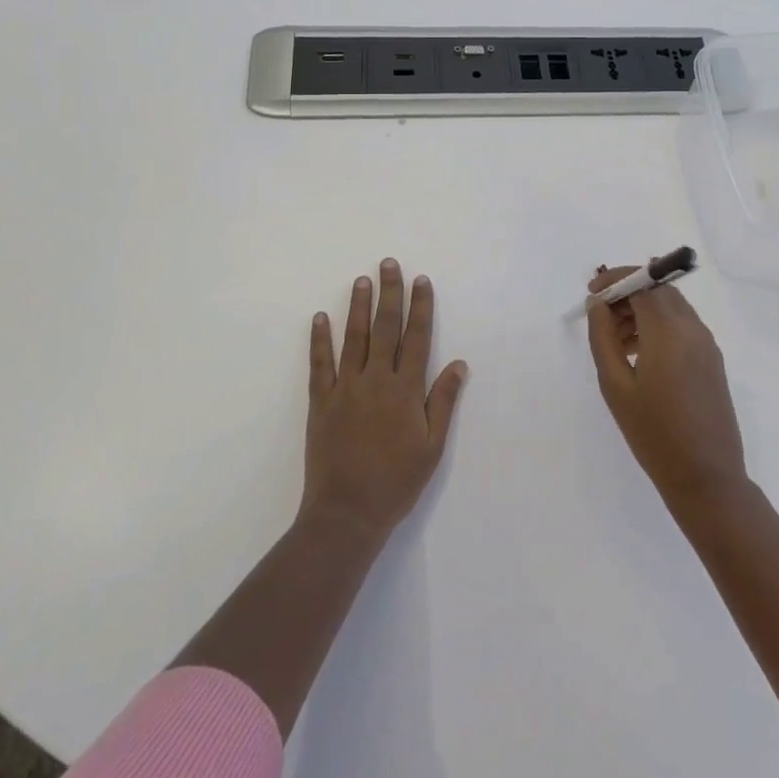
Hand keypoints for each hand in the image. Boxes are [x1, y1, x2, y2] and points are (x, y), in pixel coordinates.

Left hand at [302, 259, 468, 540]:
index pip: (416, 338)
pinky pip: (320, 364)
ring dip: (358, 306)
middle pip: (385, 328)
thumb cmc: (396, 482)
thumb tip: (459, 364)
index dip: (420, 307)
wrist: (347, 513)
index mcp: (405, 390)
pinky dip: (319, 339)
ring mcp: (345, 388)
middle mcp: (376, 380)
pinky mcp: (321, 401)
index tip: (421, 281)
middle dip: (389, 294)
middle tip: (388, 264)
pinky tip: (320, 317)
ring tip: (361, 280)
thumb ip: (443, 402)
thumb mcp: (431, 447)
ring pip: (353, 338)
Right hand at [585, 266, 747, 514]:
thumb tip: (598, 304)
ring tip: (615, 338)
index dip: (615, 279)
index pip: (643, 281)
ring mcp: (707, 344)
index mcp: (669, 331)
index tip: (592, 292)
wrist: (706, 478)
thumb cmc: (653, 433)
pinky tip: (639, 354)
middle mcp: (693, 329)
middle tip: (601, 315)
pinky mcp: (712, 361)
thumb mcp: (615, 385)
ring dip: (643, 309)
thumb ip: (603, 337)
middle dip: (628, 292)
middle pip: (659, 290)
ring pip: (672, 307)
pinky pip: (683, 326)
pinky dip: (659, 325)